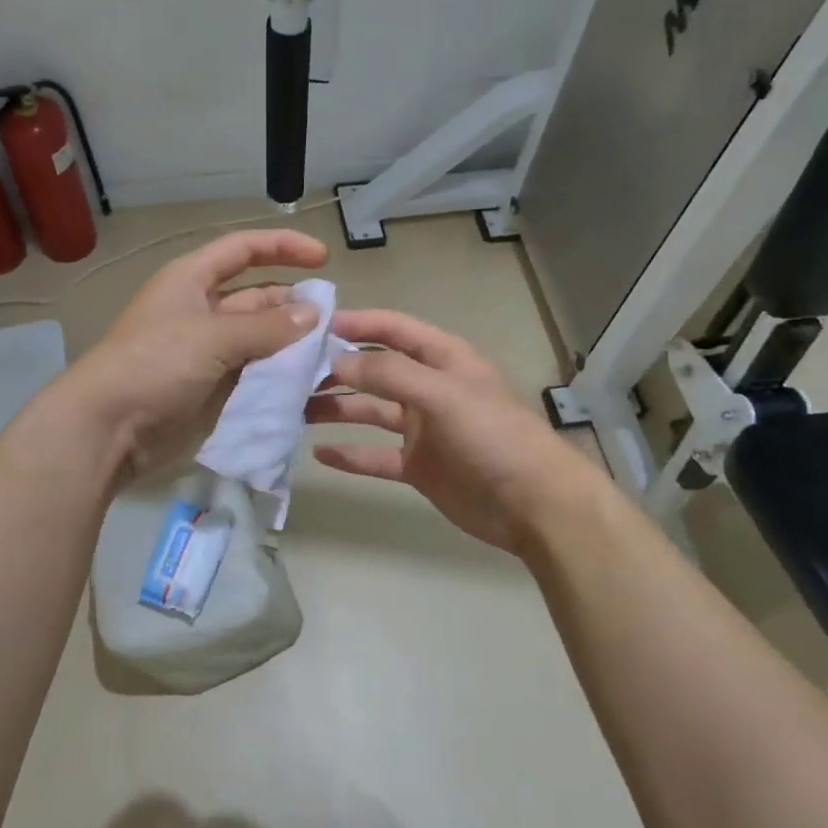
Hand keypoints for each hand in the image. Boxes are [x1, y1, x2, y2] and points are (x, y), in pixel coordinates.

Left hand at [65, 229, 329, 484]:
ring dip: (291, 343)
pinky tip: (309, 381)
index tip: (323, 258)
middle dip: (294, 305)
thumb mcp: (212, 337)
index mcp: (192, 280)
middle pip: (257, 297)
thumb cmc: (155, 364)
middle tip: (336, 322)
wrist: (109, 428)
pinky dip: (279, 374)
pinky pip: (254, 373)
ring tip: (331, 353)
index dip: (282, 247)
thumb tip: (313, 314)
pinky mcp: (213, 387)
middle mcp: (202, 310)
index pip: (243, 250)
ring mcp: (208, 351)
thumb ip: (267, 327)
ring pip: (260, 339)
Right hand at [306, 309, 605, 553]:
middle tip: (293, 374)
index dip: (358, 323)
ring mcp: (423, 429)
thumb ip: (390, 374)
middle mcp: (429, 389)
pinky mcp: (419, 466)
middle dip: (338, 369)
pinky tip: (320, 454)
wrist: (534, 505)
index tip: (315, 325)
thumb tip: (336, 363)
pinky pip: (376, 456)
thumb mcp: (443, 394)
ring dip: (337, 410)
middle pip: (376, 371)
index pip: (394, 330)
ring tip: (296, 411)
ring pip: (371, 412)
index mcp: (443, 360)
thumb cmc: (493, 436)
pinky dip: (350, 455)